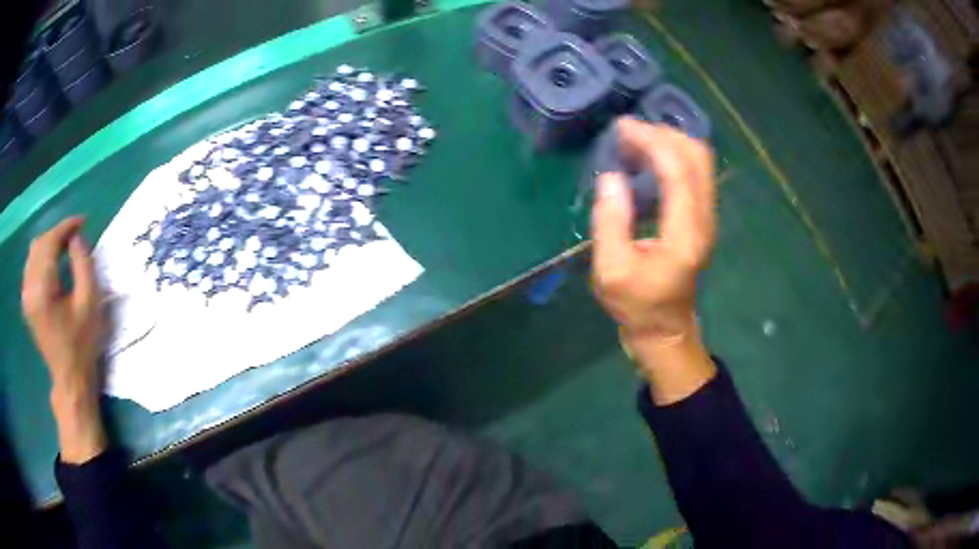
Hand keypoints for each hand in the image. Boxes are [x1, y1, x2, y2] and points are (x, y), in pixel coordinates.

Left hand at [22, 217, 106, 462]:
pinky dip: (41, 257)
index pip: (50, 243)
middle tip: (75, 236)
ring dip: (48, 244)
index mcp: (42, 289)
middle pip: (40, 244)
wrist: (70, 379)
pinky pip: (30, 267)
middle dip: (57, 234)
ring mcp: (26, 296)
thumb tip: (76, 239)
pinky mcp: (26, 303)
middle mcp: (29, 288)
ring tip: (64, 246)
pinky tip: (52, 262)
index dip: (66, 227)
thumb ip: (83, 264)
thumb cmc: (82, 344)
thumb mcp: (89, 303)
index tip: (83, 222)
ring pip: (33, 253)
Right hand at [591, 118, 717, 403]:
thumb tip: (610, 177)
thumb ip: (610, 222)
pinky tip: (648, 159)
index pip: (678, 170)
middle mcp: (704, 218)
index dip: (651, 142)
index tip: (622, 128)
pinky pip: (694, 173)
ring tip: (635, 141)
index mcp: (685, 232)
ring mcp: (707, 217)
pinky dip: (673, 156)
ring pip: (700, 162)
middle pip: (698, 157)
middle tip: (628, 133)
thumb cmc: (637, 306)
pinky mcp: (701, 218)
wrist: (665, 331)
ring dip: (670, 142)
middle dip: (664, 135)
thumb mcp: (612, 271)